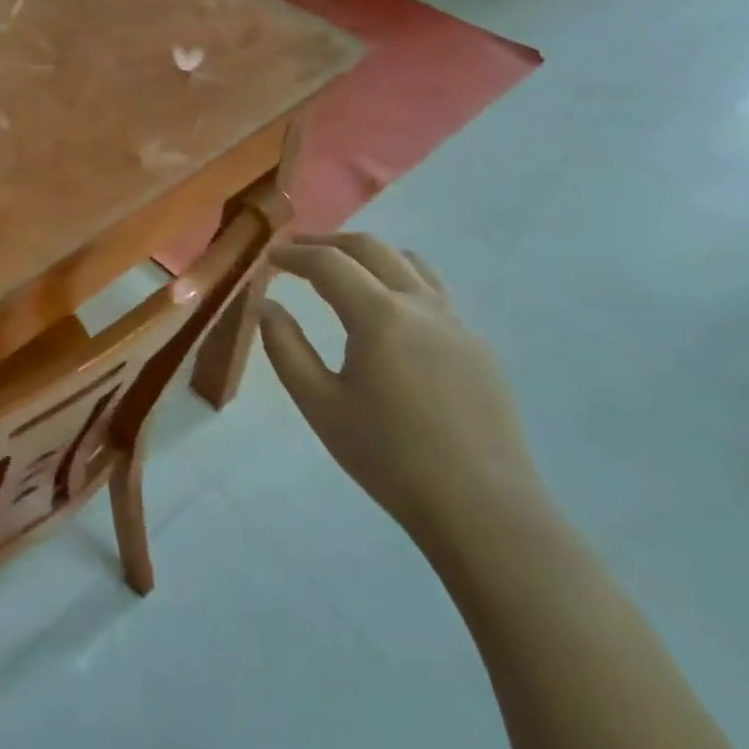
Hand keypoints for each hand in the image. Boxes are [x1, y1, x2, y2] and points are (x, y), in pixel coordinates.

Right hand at [259, 234, 546, 546]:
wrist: (481, 506)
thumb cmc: (388, 456)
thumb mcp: (319, 404)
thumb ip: (286, 348)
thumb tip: (267, 306)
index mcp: (379, 316)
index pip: (329, 264)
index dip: (294, 255)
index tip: (269, 259)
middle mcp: (420, 305)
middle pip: (372, 248)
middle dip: (329, 242)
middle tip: (297, 252)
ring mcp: (456, 323)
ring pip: (409, 263)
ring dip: (368, 255)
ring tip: (341, 270)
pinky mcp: (476, 346)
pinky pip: (433, 292)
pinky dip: (398, 280)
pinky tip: (386, 313)